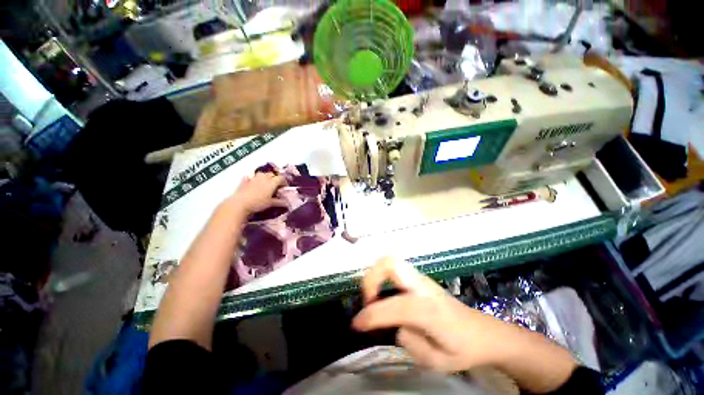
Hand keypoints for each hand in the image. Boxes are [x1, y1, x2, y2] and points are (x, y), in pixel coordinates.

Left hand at [228, 172, 284, 215]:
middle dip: (275, 178)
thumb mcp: (271, 203)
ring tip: (266, 183)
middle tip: (276, 186)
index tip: (285, 188)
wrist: (240, 203)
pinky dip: (253, 178)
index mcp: (272, 182)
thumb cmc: (258, 203)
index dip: (284, 182)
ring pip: (262, 173)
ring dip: (265, 177)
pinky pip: (250, 176)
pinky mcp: (245, 181)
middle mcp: (264, 177)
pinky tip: (253, 182)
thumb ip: (279, 202)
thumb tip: (287, 203)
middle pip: (272, 174)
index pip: (281, 178)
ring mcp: (254, 178)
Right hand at [352, 257, 513, 372]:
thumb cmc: (462, 349)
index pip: (393, 307)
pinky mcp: (419, 279)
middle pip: (390, 263)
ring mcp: (421, 279)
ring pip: (391, 261)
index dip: (370, 316)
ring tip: (374, 299)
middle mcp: (422, 287)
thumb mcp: (437, 361)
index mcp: (429, 310)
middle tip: (368, 301)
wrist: (483, 333)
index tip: (357, 325)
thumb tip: (396, 326)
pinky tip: (385, 297)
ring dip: (375, 276)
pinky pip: (395, 269)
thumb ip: (410, 343)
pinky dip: (382, 277)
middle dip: (371, 278)